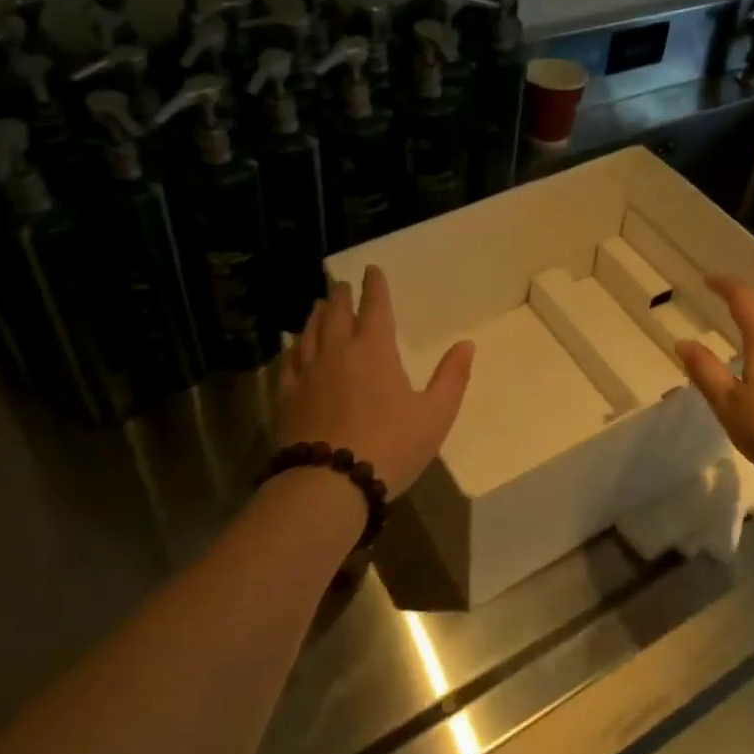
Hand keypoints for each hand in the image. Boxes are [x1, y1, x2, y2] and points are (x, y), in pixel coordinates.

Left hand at [274, 266, 474, 500]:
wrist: (329, 483)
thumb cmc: (391, 446)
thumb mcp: (436, 414)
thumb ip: (452, 377)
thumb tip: (467, 344)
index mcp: (375, 350)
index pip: (375, 307)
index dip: (374, 287)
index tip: (371, 270)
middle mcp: (338, 352)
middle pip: (337, 314)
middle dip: (341, 296)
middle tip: (340, 284)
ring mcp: (307, 373)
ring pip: (310, 333)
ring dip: (316, 315)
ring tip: (318, 305)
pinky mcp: (287, 397)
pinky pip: (288, 362)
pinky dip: (292, 347)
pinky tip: (291, 346)